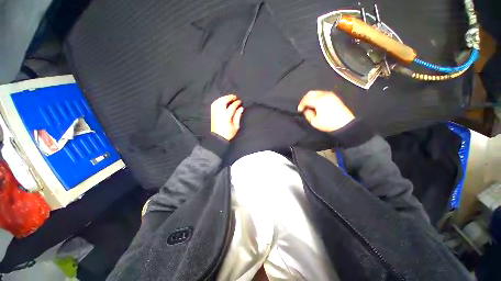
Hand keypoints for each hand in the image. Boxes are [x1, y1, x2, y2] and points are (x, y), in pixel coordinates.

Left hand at [211, 94, 243, 140]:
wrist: (218, 138)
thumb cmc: (228, 133)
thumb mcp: (236, 126)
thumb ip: (238, 116)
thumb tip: (241, 108)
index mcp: (226, 116)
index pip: (232, 106)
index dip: (236, 103)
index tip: (240, 102)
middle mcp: (219, 113)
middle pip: (223, 101)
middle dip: (229, 97)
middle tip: (235, 97)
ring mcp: (215, 113)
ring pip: (218, 101)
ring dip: (224, 98)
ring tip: (229, 98)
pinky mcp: (212, 114)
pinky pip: (214, 104)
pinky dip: (218, 101)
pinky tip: (222, 101)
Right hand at [297, 90, 354, 131]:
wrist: (345, 124)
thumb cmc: (329, 123)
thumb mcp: (314, 122)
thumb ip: (308, 115)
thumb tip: (306, 110)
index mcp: (318, 100)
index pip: (306, 100)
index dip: (301, 105)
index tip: (299, 110)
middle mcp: (324, 95)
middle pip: (311, 93)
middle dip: (305, 99)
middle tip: (303, 106)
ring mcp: (330, 95)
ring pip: (317, 92)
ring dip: (311, 98)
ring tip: (310, 106)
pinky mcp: (334, 97)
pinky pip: (322, 94)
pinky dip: (317, 98)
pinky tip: (317, 104)